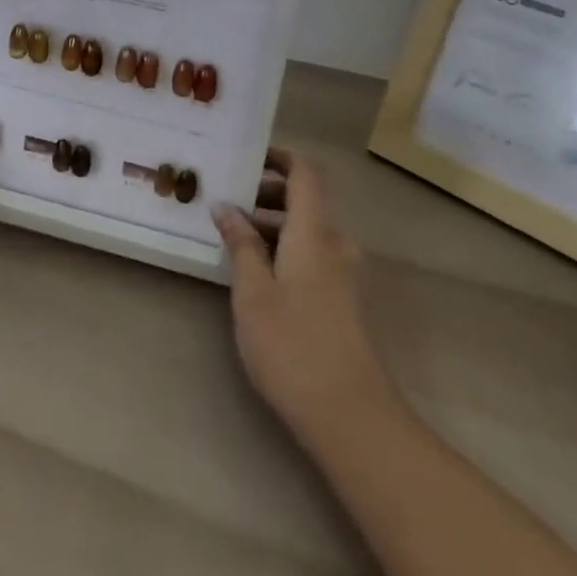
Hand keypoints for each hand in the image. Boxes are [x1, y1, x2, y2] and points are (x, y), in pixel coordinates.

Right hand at [213, 150, 385, 455]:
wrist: (352, 418)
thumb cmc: (293, 346)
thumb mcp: (253, 292)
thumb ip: (240, 244)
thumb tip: (226, 207)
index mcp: (315, 233)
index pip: (306, 174)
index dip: (279, 157)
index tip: (245, 157)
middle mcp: (336, 245)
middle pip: (305, 201)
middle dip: (265, 194)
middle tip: (224, 202)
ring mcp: (345, 275)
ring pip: (306, 232)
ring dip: (271, 226)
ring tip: (231, 239)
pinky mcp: (344, 302)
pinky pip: (312, 256)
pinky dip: (284, 251)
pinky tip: (255, 274)